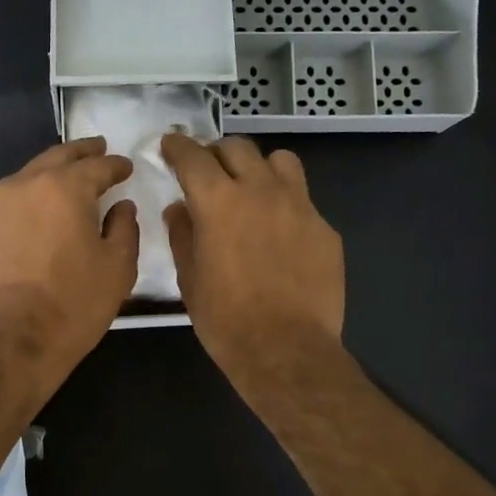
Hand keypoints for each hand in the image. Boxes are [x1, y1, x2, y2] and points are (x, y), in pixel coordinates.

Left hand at [0, 138, 137, 395]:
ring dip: (55, 170)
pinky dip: (36, 193)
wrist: (12, 343)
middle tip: (100, 149)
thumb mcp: (118, 267)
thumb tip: (120, 206)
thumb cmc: (74, 304)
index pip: (97, 166)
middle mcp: (26, 185)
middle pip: (58, 158)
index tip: (127, 167)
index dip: (116, 165)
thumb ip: (124, 227)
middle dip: (82, 153)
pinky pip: (16, 198)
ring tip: (74, 175)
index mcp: (63, 187)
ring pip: (32, 174)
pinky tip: (47, 206)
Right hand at [160, 134, 344, 377]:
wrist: (286, 349)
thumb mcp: (190, 278)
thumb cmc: (226, 319)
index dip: (177, 146)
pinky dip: (284, 203)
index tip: (170, 145)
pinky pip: (302, 199)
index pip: (193, 156)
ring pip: (279, 161)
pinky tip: (279, 232)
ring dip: (258, 167)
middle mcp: (260, 190)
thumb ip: (182, 234)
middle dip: (216, 153)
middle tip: (208, 171)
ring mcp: (299, 206)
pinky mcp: (324, 228)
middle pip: (237, 148)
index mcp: (218, 201)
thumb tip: (180, 209)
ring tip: (251, 189)